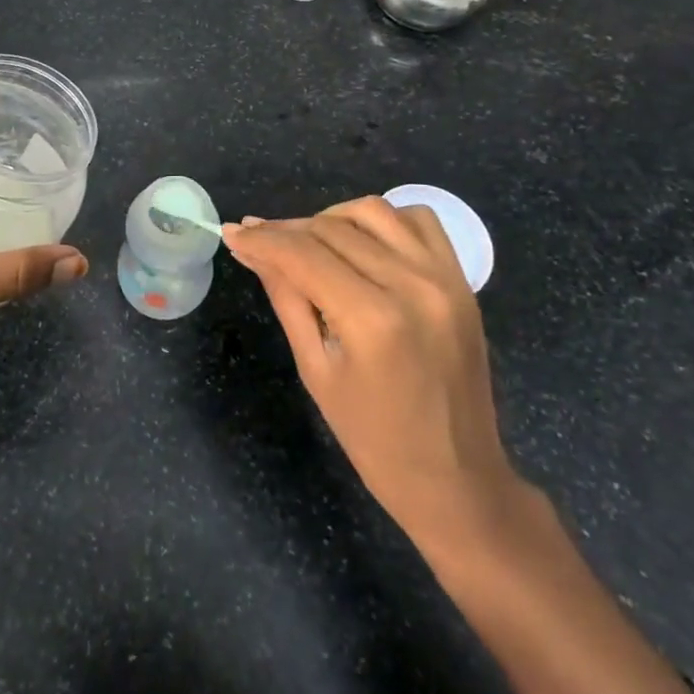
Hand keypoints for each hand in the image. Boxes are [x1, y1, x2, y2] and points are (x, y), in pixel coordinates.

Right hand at [224, 197, 524, 552]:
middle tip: (259, 241)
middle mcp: (411, 284)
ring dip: (332, 219)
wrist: (458, 481)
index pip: (303, 255)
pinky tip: (363, 243)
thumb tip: (250, 248)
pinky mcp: (461, 280)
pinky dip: (385, 221)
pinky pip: (419, 221)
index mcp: (373, 319)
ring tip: (310, 243)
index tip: (232, 233)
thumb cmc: (375, 441)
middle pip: (333, 229)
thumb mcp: (316, 370)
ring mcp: (443, 278)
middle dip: (288, 230)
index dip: (263, 239)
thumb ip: (286, 297)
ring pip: (373, 212)